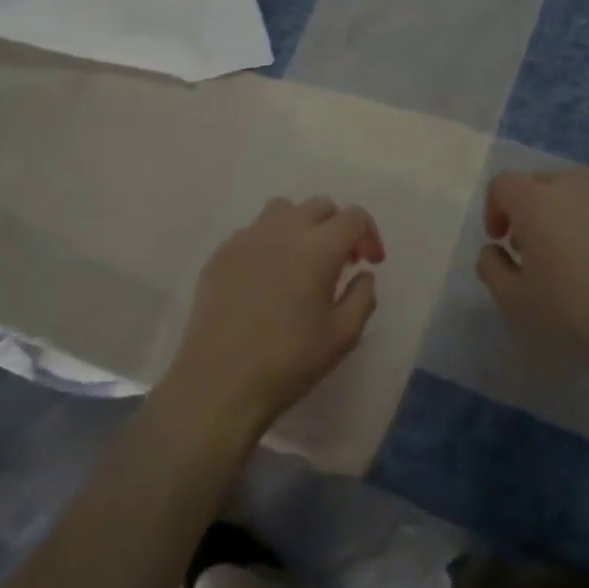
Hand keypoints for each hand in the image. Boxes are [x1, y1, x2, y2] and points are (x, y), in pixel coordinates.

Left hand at [162, 196, 385, 438]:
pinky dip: (269, 243)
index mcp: (317, 248)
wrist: (219, 381)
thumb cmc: (289, 361)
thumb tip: (362, 274)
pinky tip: (266, 278)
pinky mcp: (221, 254)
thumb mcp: (343, 336)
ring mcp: (246, 238)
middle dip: (337, 227)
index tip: (369, 263)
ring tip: (301, 261)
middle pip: (319, 206)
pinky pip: (253, 232)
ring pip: (282, 210)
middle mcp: (282, 231)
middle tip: (340, 261)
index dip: (369, 235)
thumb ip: (363, 297)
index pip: (353, 217)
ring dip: (301, 226)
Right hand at [476, 170, 588, 408]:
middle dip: (528, 209)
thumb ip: (491, 267)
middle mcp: (572, 187)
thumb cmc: (571, 310)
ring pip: (575, 195)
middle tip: (531, 249)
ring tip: (568, 257)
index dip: (495, 208)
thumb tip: (494, 250)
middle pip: (540, 183)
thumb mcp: (514, 299)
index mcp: (535, 200)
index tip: (501, 240)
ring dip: (561, 215)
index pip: (503, 183)